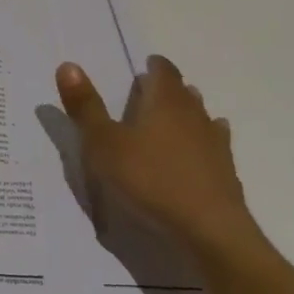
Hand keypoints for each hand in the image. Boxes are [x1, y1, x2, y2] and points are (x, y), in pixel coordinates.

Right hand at [55, 55, 262, 263]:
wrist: (208, 229)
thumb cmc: (149, 180)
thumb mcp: (104, 145)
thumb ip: (86, 106)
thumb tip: (67, 64)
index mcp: (165, 102)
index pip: (164, 71)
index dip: (154, 65)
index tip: (145, 65)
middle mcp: (194, 115)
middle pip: (183, 92)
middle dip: (168, 88)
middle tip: (148, 93)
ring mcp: (214, 143)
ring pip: (201, 116)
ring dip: (186, 113)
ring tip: (170, 119)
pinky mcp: (226, 171)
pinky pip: (215, 145)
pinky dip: (203, 141)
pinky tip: (199, 150)